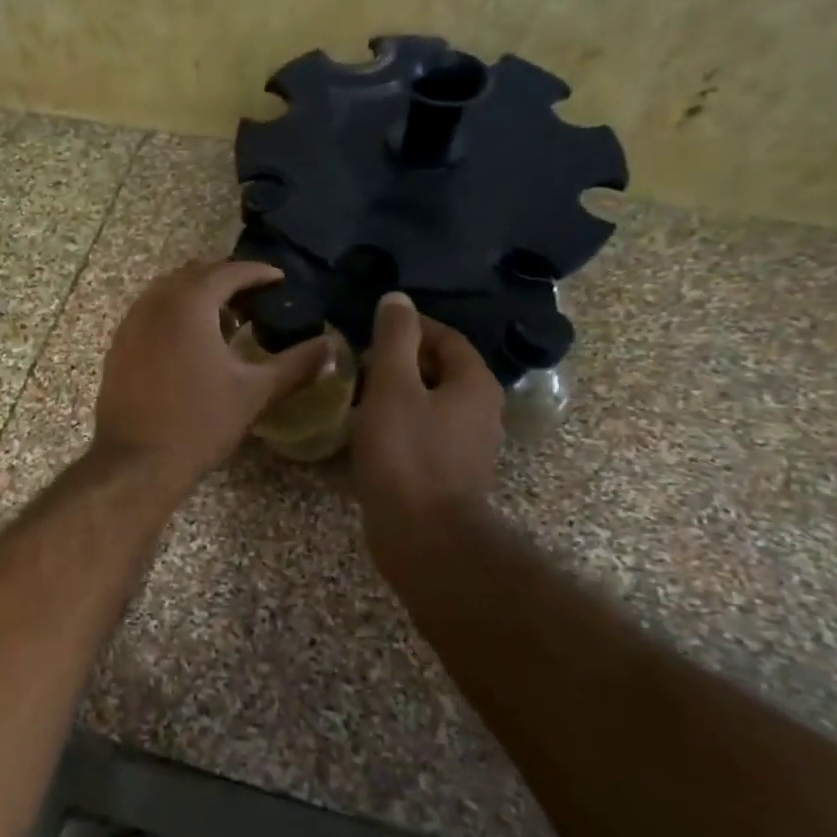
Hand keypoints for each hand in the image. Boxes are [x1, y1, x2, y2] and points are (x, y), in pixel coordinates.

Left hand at [93, 260, 330, 490]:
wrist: (137, 461)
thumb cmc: (200, 422)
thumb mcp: (256, 392)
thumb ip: (297, 364)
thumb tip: (332, 347)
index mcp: (190, 303)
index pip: (228, 271)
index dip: (258, 272)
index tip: (280, 279)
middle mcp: (155, 302)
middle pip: (195, 274)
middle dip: (227, 280)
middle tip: (255, 299)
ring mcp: (131, 323)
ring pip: (168, 291)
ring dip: (198, 296)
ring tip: (227, 320)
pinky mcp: (119, 345)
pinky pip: (150, 312)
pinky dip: (174, 314)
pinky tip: (191, 344)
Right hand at [351, 293, 505, 579]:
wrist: (424, 537)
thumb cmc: (407, 455)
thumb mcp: (393, 386)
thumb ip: (394, 340)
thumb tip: (397, 299)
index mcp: (474, 382)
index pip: (445, 337)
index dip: (408, 328)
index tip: (368, 332)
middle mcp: (480, 410)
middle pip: (439, 370)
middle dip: (399, 362)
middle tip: (356, 366)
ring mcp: (467, 445)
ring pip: (429, 403)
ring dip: (396, 395)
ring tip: (356, 397)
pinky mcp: (450, 473)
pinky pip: (424, 434)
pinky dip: (399, 425)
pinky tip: (368, 434)